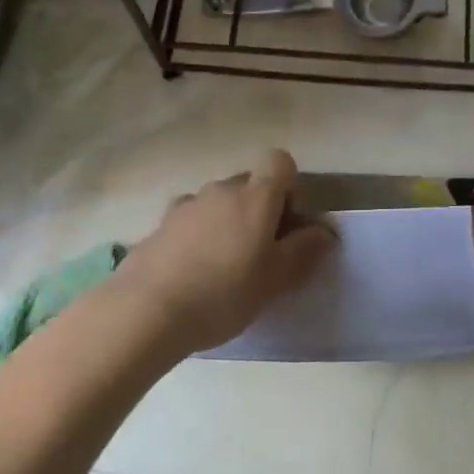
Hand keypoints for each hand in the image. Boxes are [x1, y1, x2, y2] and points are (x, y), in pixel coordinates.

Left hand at [111, 150, 335, 355]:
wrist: (146, 311)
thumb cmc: (223, 293)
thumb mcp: (275, 279)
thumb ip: (304, 250)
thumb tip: (326, 231)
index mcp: (255, 196)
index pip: (280, 162)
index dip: (289, 186)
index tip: (286, 224)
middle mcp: (222, 189)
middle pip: (249, 183)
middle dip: (259, 209)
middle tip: (259, 253)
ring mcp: (187, 204)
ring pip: (219, 202)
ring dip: (227, 222)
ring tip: (222, 267)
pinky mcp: (160, 224)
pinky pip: (191, 220)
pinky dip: (198, 235)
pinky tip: (192, 272)